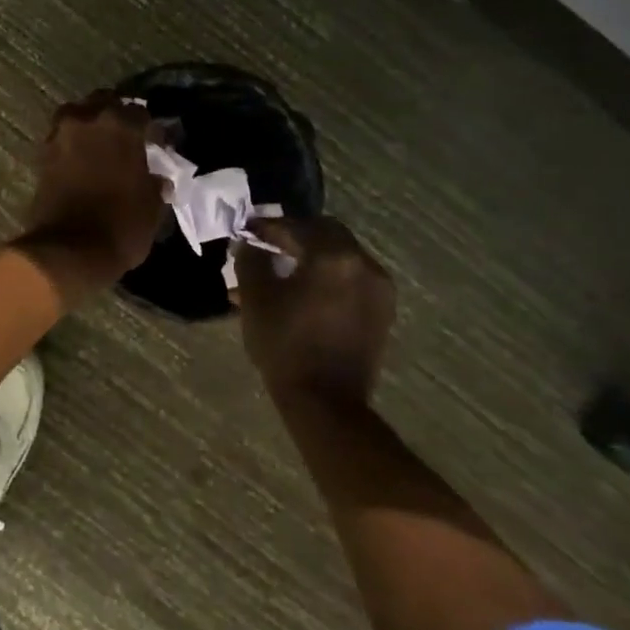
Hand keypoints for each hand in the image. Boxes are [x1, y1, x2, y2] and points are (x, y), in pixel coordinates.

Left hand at [16, 92, 163, 302]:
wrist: (69, 251)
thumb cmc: (121, 225)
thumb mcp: (152, 206)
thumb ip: (155, 183)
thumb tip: (158, 178)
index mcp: (121, 125)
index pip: (141, 113)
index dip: (152, 129)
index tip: (158, 143)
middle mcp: (87, 120)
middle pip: (104, 103)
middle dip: (117, 114)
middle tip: (128, 135)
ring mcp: (60, 135)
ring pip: (77, 115)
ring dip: (90, 124)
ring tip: (102, 144)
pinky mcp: (42, 155)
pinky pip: (61, 137)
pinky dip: (73, 143)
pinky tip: (84, 159)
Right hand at [234, 216, 395, 403]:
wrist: (326, 403)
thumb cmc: (286, 345)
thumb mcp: (256, 298)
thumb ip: (251, 260)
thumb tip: (250, 244)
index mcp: (334, 256)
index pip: (296, 227)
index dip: (268, 227)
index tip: (247, 230)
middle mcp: (364, 264)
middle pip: (327, 233)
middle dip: (296, 235)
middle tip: (269, 244)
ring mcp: (379, 288)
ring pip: (342, 255)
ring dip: (314, 255)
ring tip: (286, 270)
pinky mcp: (383, 311)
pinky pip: (353, 278)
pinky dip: (330, 275)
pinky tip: (307, 291)